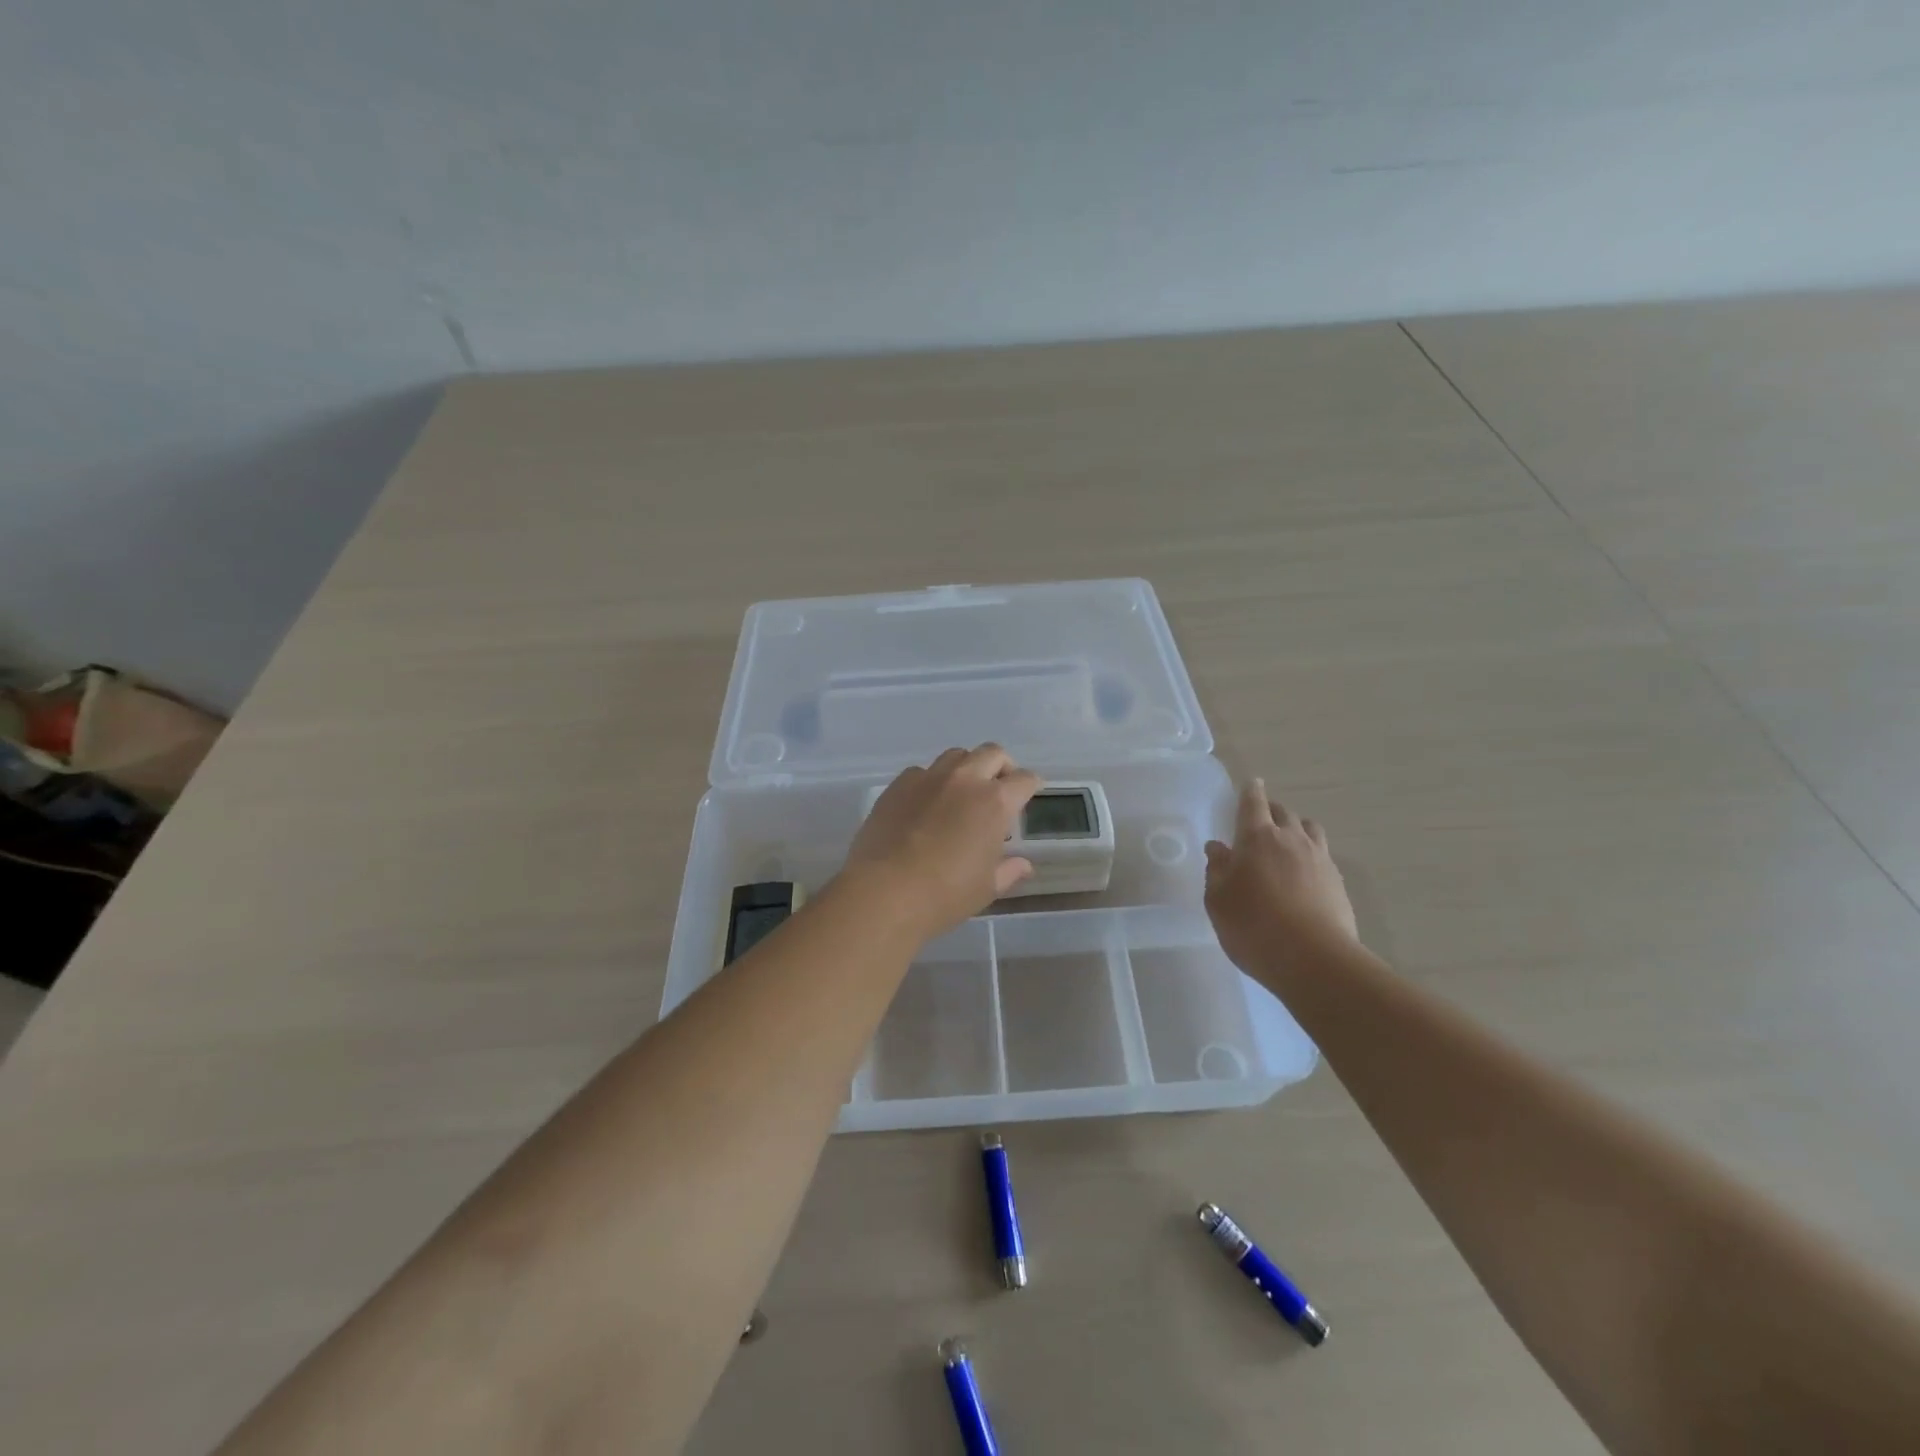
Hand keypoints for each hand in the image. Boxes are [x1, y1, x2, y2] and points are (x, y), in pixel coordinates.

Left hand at [842, 745, 1041, 940]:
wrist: (884, 892)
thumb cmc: (944, 894)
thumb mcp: (986, 888)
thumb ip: (1008, 870)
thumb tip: (1024, 865)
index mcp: (995, 802)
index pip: (1024, 780)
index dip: (1031, 785)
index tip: (1030, 792)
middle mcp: (965, 780)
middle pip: (993, 753)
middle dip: (1002, 766)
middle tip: (999, 788)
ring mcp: (929, 777)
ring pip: (956, 755)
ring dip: (967, 767)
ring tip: (962, 792)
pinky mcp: (898, 784)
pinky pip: (922, 771)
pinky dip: (931, 781)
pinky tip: (926, 804)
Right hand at [1204, 779, 1358, 973]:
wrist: (1314, 960)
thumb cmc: (1253, 926)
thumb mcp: (1218, 901)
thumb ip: (1216, 870)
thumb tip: (1218, 847)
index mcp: (1257, 838)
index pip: (1253, 803)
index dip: (1250, 791)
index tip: (1251, 783)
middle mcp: (1291, 840)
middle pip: (1284, 812)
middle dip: (1272, 810)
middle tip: (1261, 820)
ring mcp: (1320, 860)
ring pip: (1310, 830)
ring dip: (1297, 829)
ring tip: (1287, 844)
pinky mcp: (1338, 882)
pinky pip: (1323, 856)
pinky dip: (1311, 857)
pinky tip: (1304, 876)